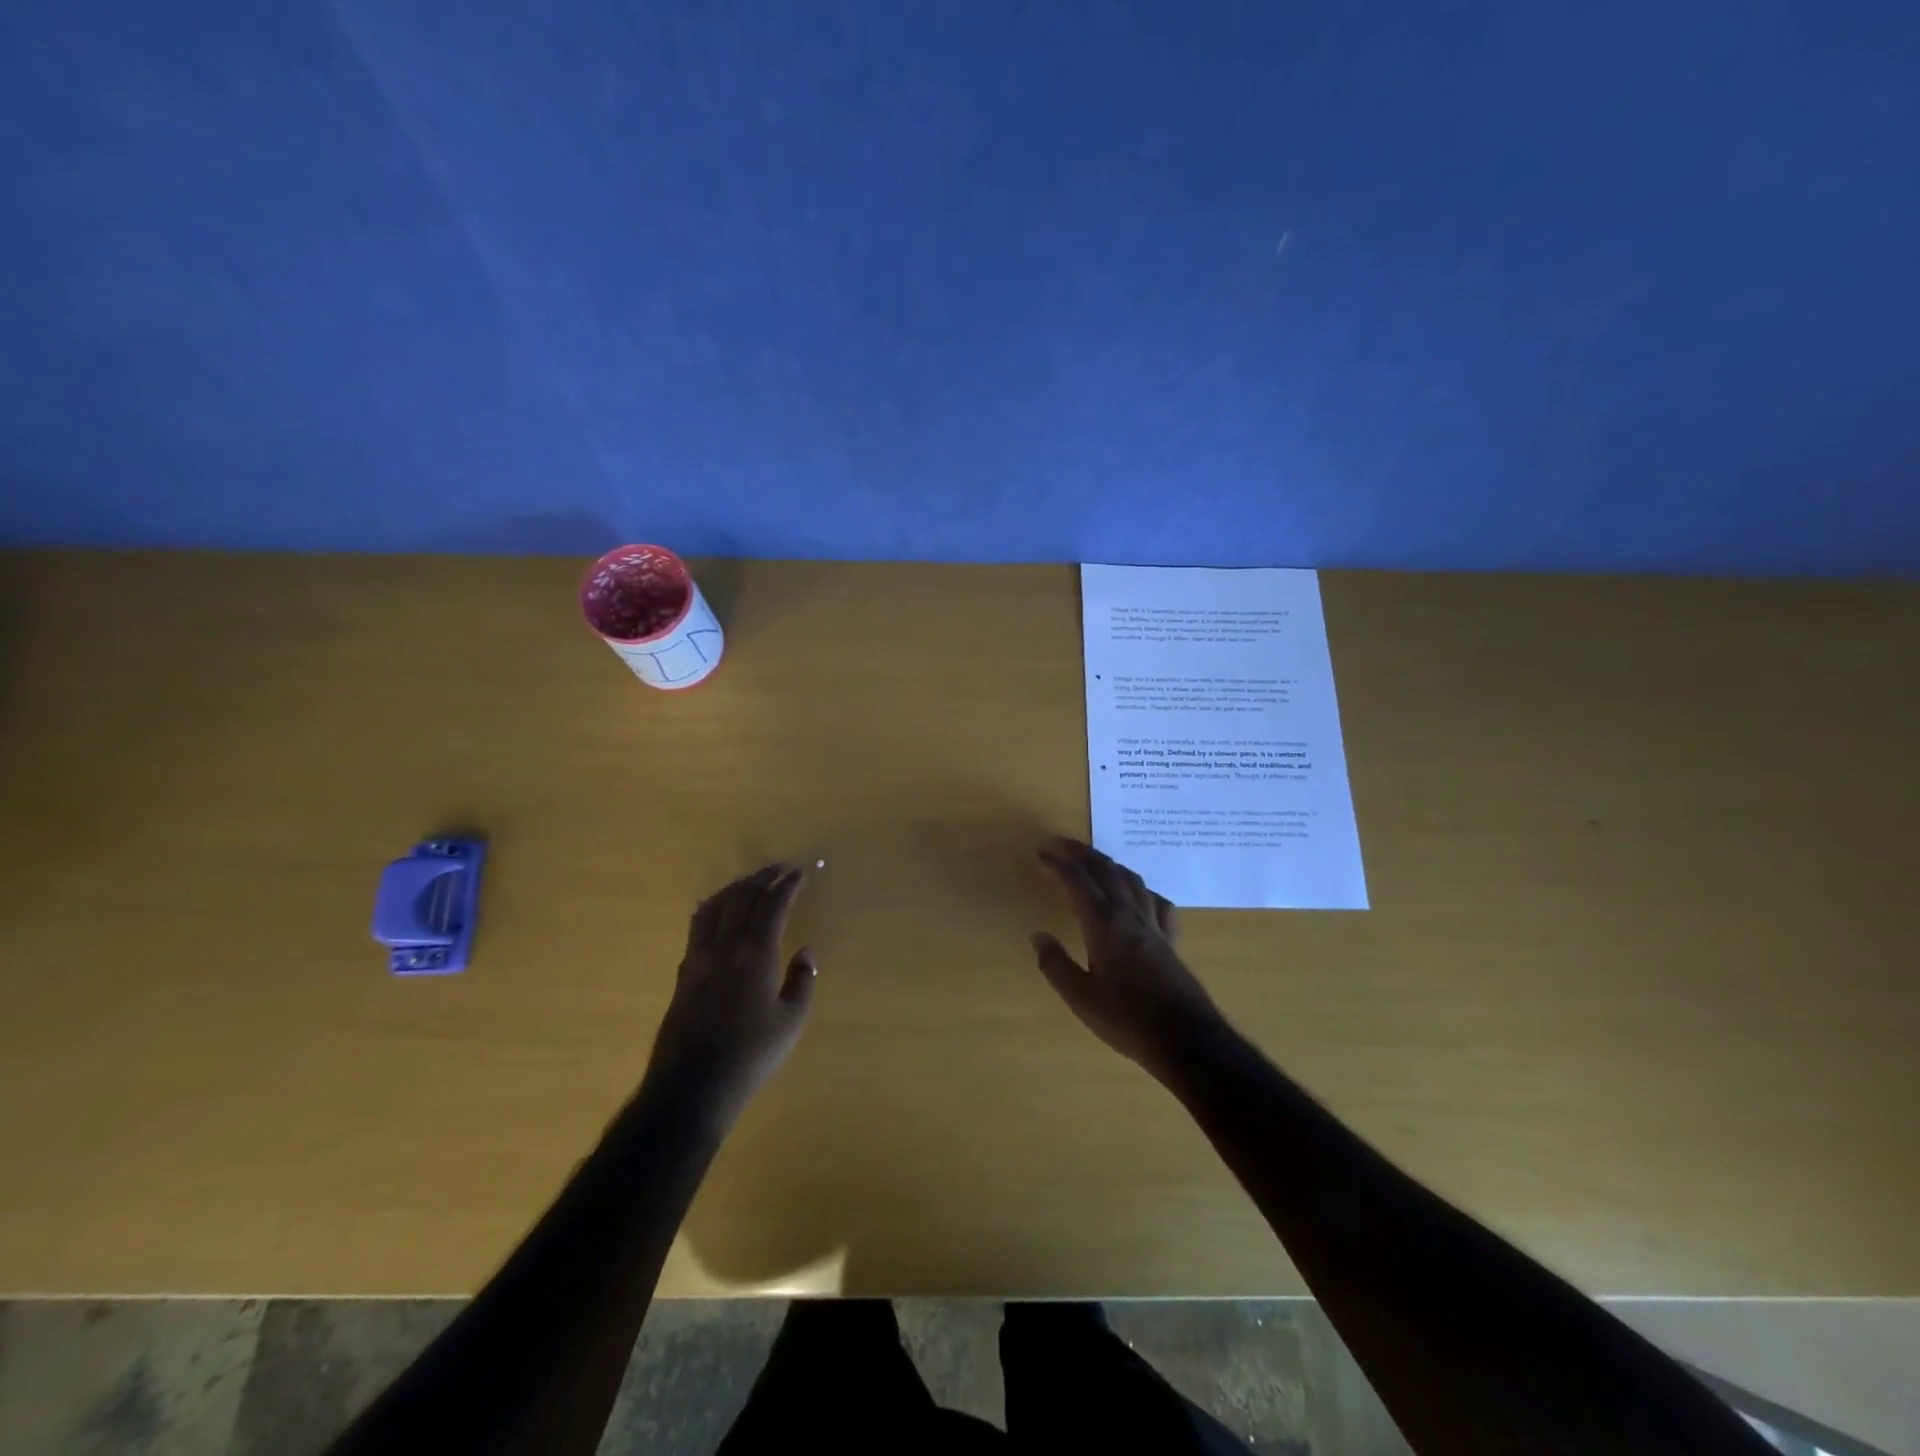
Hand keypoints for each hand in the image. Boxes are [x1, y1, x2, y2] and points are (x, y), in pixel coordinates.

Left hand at [646, 864, 816, 1120]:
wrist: (692, 1085)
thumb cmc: (750, 1054)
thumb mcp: (791, 1021)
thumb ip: (802, 981)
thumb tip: (805, 951)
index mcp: (756, 952)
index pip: (773, 905)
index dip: (788, 885)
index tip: (801, 871)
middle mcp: (725, 945)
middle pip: (742, 897)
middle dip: (762, 877)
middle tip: (780, 868)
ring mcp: (699, 956)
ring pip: (716, 905)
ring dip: (736, 887)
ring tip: (751, 881)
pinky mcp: (684, 972)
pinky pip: (698, 924)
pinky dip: (711, 906)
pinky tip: (715, 908)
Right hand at [1032, 837, 1225, 1081]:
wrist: (1186, 1039)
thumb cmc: (1127, 1019)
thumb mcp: (1081, 998)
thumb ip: (1056, 964)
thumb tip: (1038, 935)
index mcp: (1104, 924)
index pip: (1077, 882)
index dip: (1057, 865)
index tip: (1040, 854)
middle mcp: (1129, 914)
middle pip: (1105, 870)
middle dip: (1081, 853)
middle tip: (1059, 844)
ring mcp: (1153, 925)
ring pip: (1131, 879)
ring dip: (1108, 864)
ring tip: (1093, 861)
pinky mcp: (1170, 939)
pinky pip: (1156, 902)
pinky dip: (1141, 889)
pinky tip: (1138, 895)